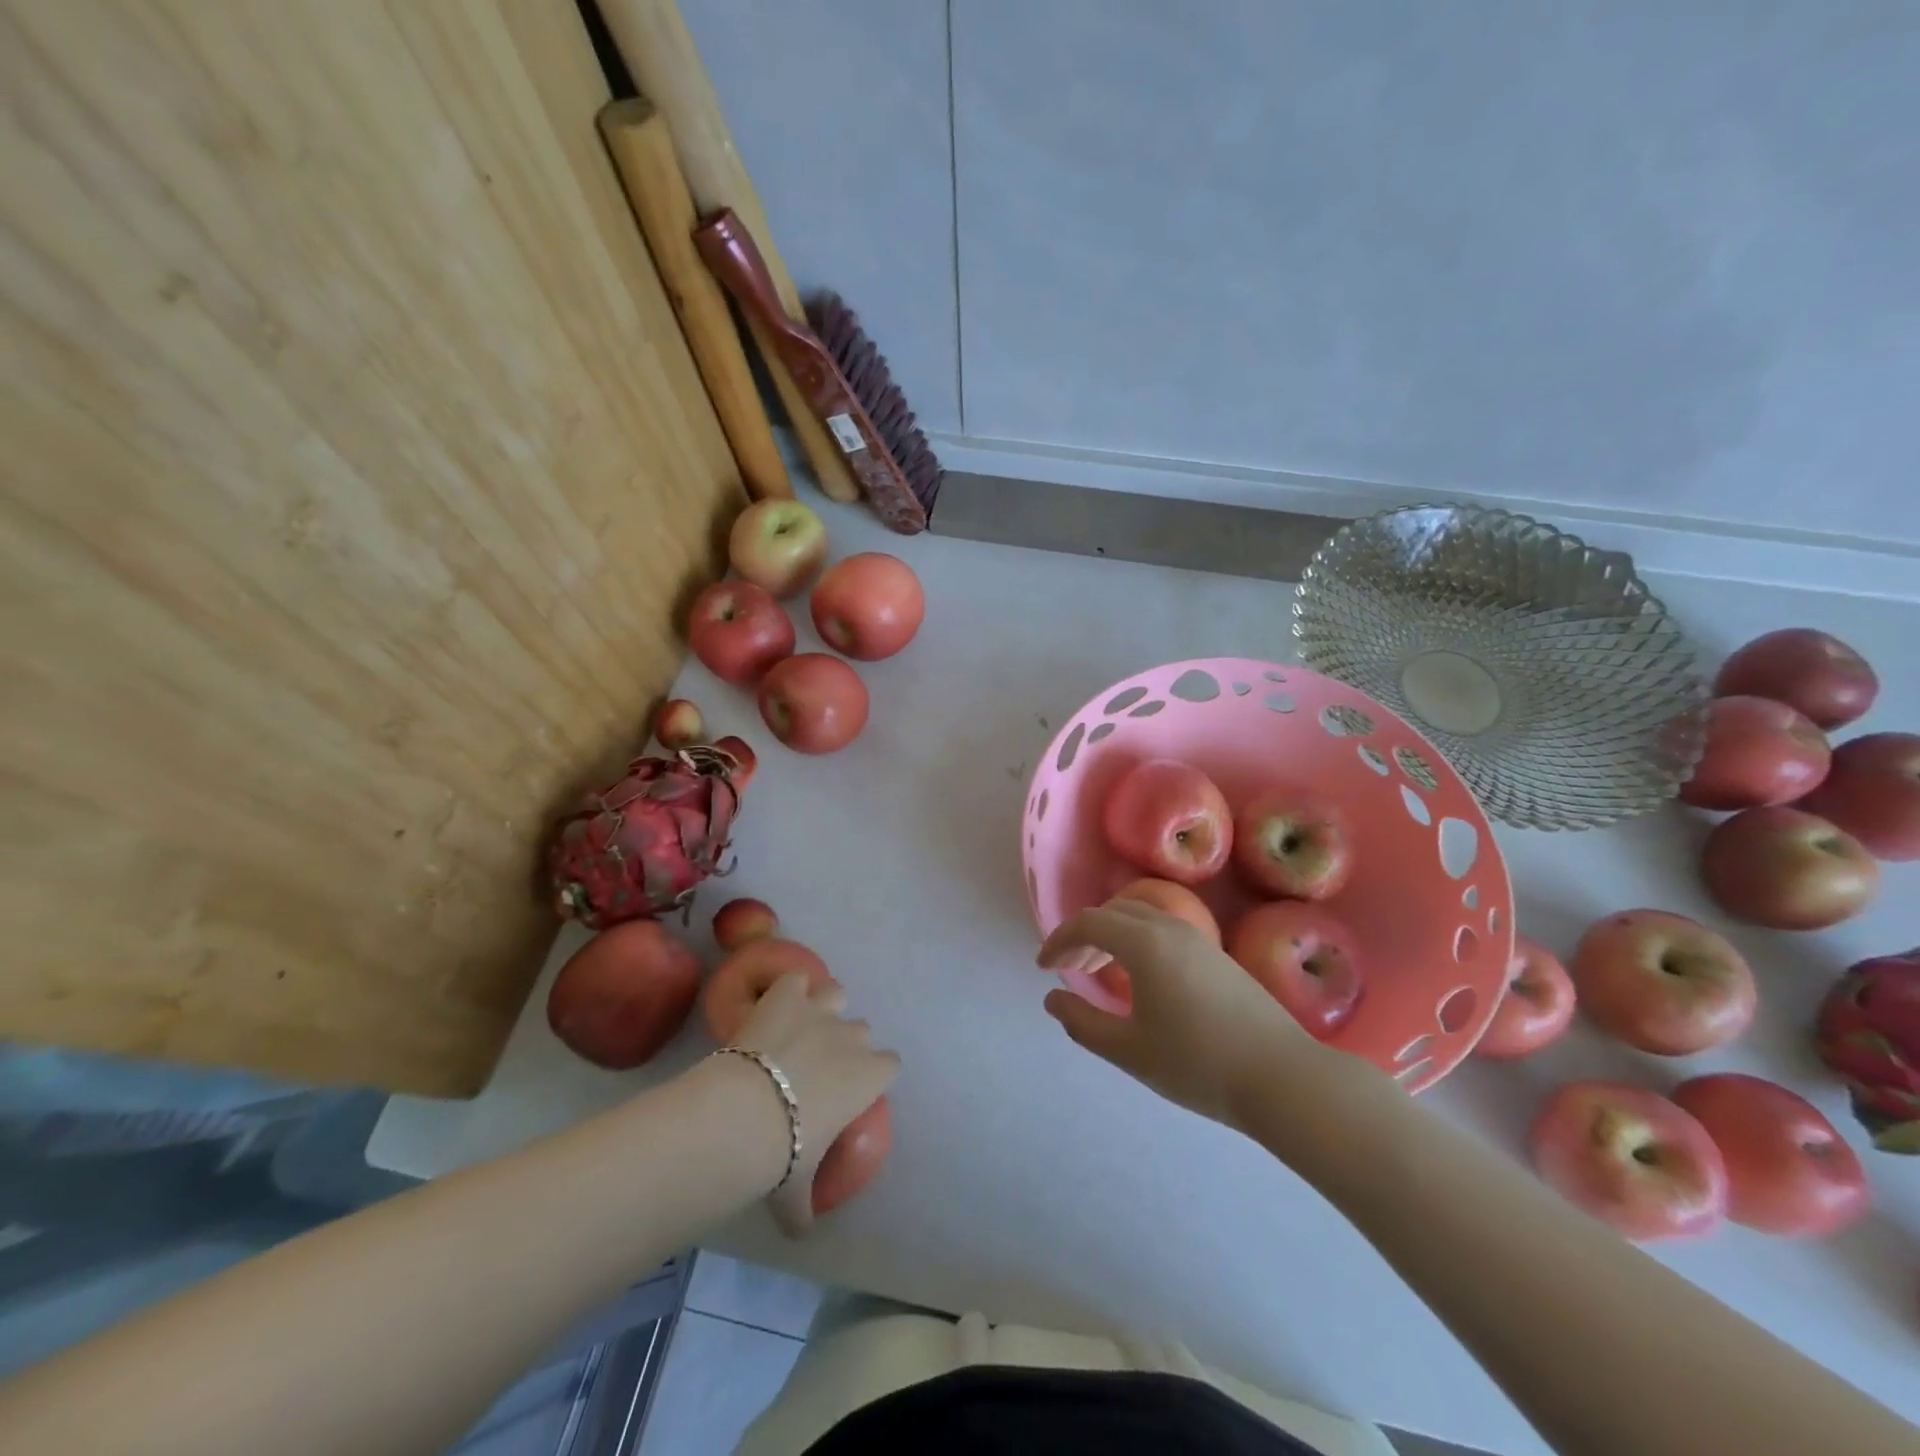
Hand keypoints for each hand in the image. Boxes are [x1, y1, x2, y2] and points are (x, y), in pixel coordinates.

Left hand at [730, 972, 899, 1235]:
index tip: (852, 1089)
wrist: (743, 1114)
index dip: (872, 1073)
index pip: (890, 1063)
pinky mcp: (787, 995)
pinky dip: (787, 989)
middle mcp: (852, 1037)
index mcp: (869, 1076)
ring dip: (823, 1005)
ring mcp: (820, 1010)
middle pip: (861, 1029)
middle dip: (844, 1042)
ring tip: (801, 1024)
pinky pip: (796, 979)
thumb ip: (803, 1208)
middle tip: (817, 1064)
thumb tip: (800, 1234)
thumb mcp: (796, 1190)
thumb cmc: (782, 1154)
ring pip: (836, 992)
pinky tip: (774, 1004)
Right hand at [1038, 897, 1328, 1131]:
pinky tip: (1140, 978)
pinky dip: (1137, 941)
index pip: (1089, 923)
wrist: (1283, 1077)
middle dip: (1083, 935)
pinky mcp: (1217, 956)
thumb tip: (1053, 1000)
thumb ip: (1083, 1023)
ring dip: (1111, 935)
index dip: (1059, 941)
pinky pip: (1163, 930)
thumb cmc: (1199, 1064)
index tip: (1043, 968)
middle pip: (1113, 912)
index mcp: (1144, 944)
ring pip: (1141, 917)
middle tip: (1067, 970)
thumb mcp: (1129, 1051)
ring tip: (1098, 971)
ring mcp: (1198, 940)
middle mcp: (1170, 928)